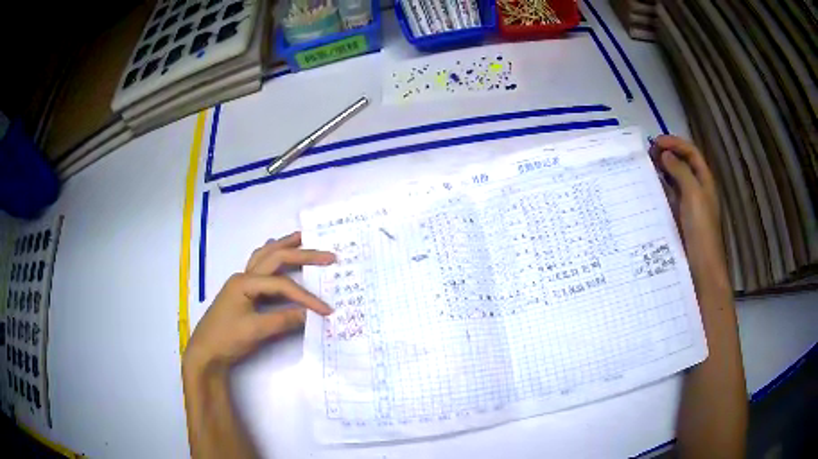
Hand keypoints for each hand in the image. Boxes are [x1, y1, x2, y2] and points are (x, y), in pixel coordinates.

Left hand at [183, 231, 334, 373]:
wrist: (205, 352)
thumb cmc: (227, 338)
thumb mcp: (256, 331)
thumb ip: (284, 320)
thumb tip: (312, 315)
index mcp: (245, 282)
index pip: (282, 285)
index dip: (306, 297)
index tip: (326, 310)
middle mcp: (244, 276)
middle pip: (275, 257)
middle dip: (302, 254)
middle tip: (327, 255)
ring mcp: (241, 282)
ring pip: (265, 255)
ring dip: (283, 246)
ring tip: (302, 238)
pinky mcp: (241, 290)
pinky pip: (259, 265)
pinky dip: (272, 257)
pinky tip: (277, 256)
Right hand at [650, 135, 729, 291]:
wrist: (702, 265)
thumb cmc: (701, 228)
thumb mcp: (693, 195)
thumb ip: (681, 171)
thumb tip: (665, 155)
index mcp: (704, 180)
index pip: (691, 152)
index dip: (675, 143)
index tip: (656, 142)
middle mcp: (697, 188)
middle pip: (683, 163)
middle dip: (667, 154)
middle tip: (648, 153)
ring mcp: (688, 203)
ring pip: (675, 178)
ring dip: (662, 169)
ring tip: (645, 166)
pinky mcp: (679, 216)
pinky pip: (669, 195)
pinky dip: (660, 187)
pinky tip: (649, 187)